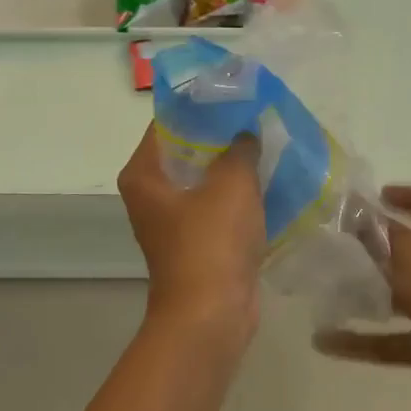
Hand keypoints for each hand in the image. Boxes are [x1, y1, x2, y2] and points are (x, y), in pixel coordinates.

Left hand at [117, 124, 264, 348]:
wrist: (212, 315)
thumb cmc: (211, 241)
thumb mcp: (232, 183)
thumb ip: (240, 148)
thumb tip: (245, 134)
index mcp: (144, 174)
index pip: (167, 124)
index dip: (199, 106)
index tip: (231, 95)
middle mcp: (150, 194)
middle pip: (186, 150)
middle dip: (220, 136)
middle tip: (253, 117)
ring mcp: (172, 221)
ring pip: (204, 180)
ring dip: (231, 166)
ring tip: (265, 143)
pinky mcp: (195, 242)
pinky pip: (216, 206)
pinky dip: (237, 195)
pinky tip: (266, 180)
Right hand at [316, 185, 410, 410]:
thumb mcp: (410, 252)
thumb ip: (380, 232)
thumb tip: (354, 208)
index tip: (380, 195)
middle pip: (410, 252)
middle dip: (377, 247)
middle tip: (337, 243)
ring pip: (394, 297)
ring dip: (363, 294)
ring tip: (323, 289)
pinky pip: (385, 342)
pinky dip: (357, 342)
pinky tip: (323, 341)